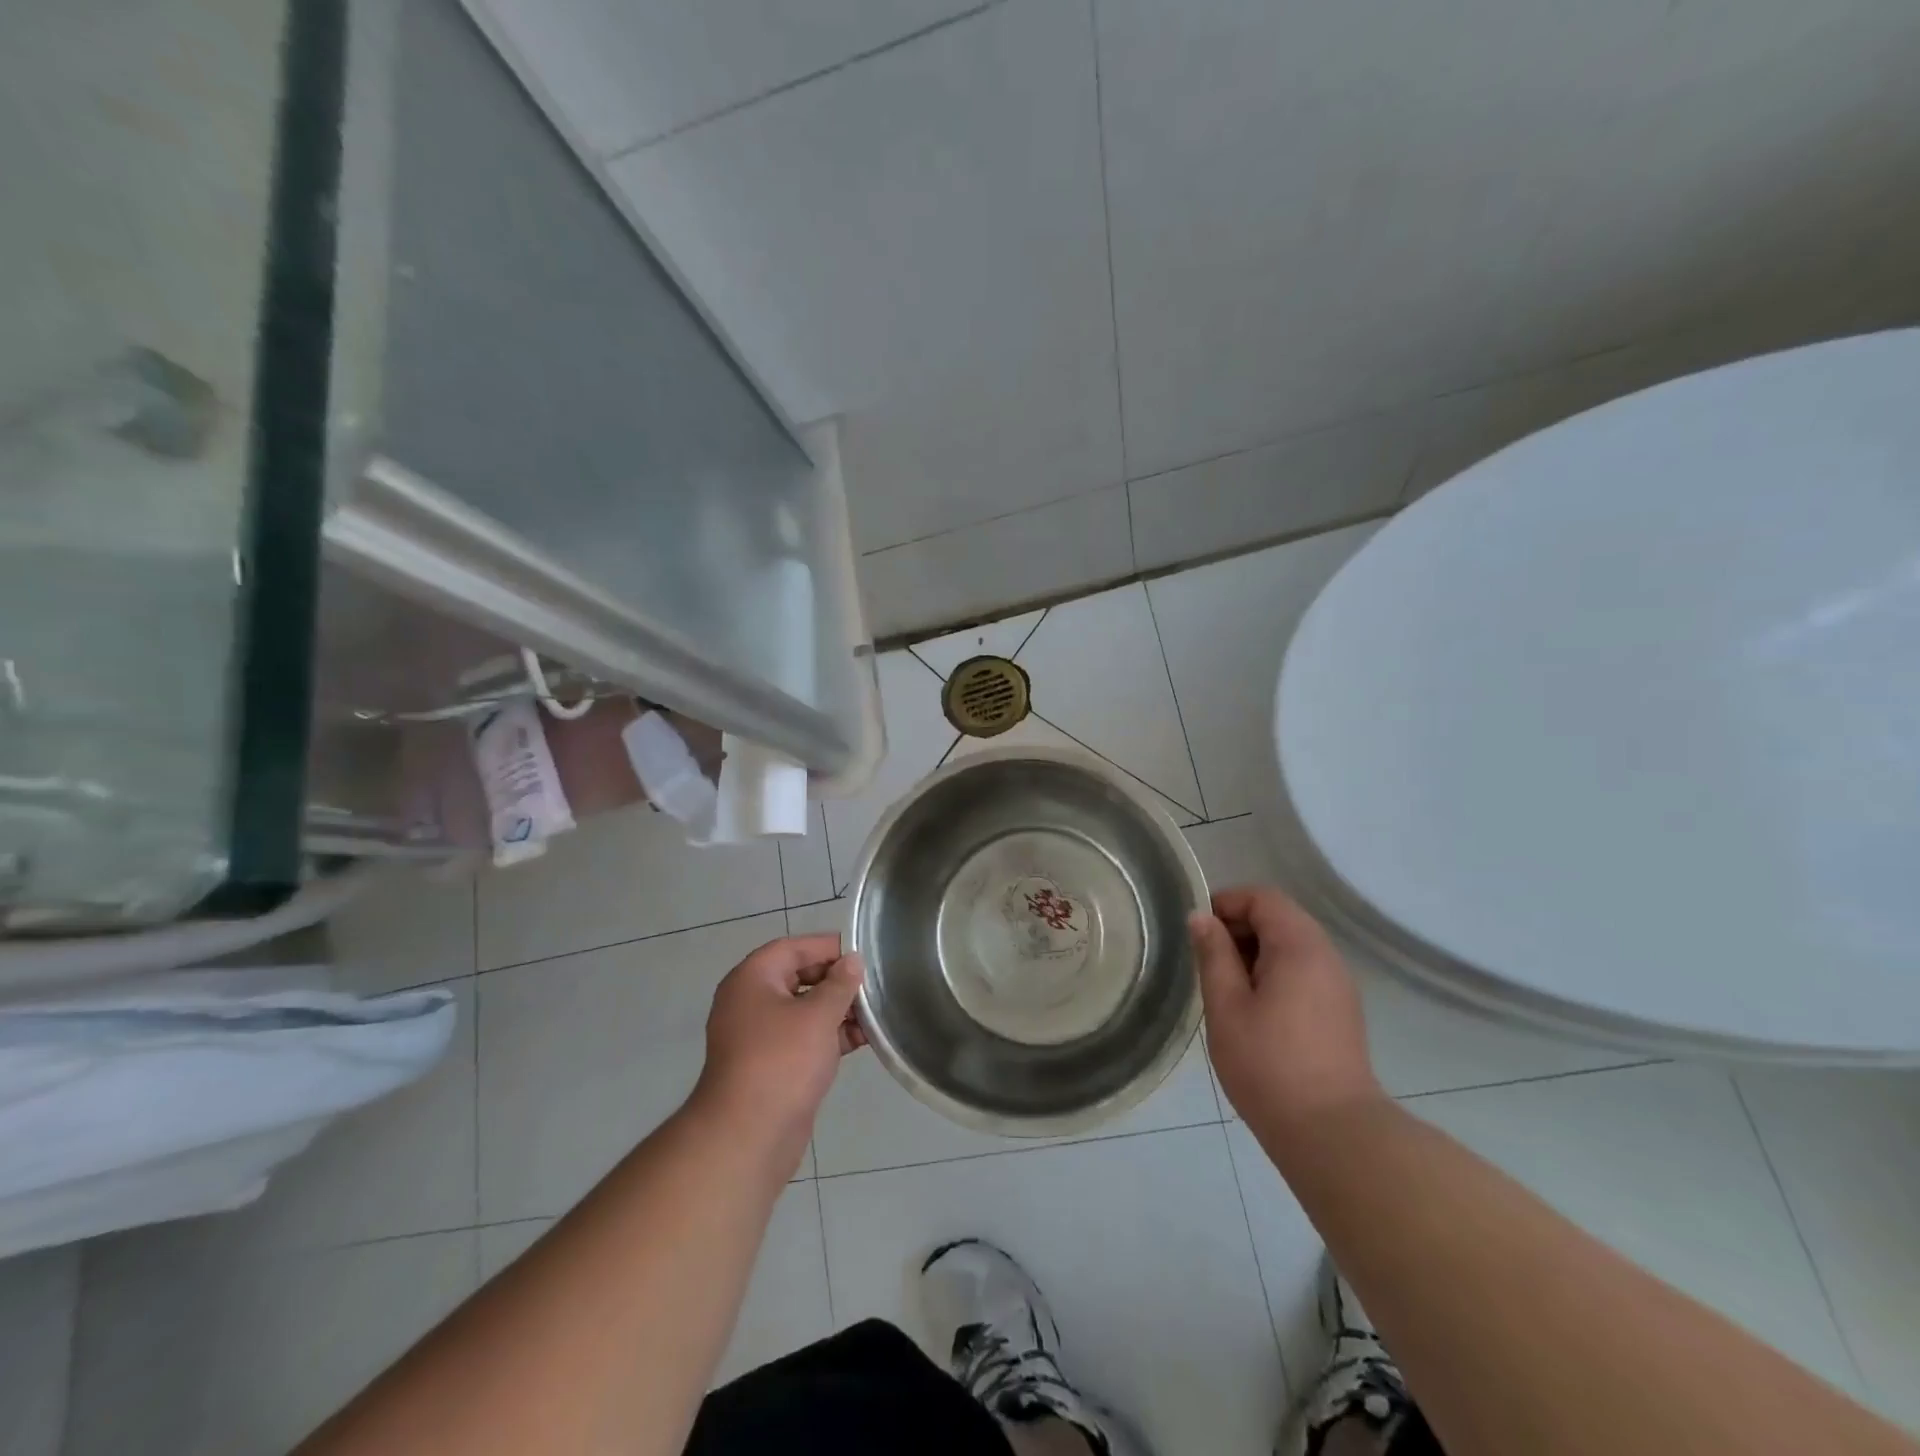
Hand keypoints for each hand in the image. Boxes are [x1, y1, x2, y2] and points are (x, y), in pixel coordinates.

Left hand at [692, 933, 864, 1174]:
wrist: (748, 1137)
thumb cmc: (782, 1061)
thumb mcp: (818, 1016)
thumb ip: (840, 984)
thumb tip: (853, 961)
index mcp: (752, 979)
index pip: (792, 948)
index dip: (827, 947)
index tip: (862, 955)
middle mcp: (750, 1002)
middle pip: (798, 977)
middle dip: (836, 981)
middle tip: (871, 986)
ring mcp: (759, 1037)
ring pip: (803, 1011)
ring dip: (838, 1011)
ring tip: (875, 1014)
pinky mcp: (770, 1066)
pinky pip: (803, 1038)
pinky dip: (829, 1036)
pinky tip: (863, 1039)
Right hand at [1191, 886, 1384, 1145]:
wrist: (1333, 1134)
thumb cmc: (1269, 1065)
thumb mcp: (1226, 1006)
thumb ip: (1213, 955)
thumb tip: (1201, 917)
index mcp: (1299, 946)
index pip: (1264, 898)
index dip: (1227, 902)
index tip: (1198, 929)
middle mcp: (1326, 956)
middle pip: (1280, 917)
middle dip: (1239, 927)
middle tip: (1206, 958)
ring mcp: (1338, 985)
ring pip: (1292, 946)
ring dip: (1256, 952)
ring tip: (1225, 985)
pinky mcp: (1341, 1011)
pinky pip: (1304, 971)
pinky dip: (1275, 972)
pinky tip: (1253, 1008)